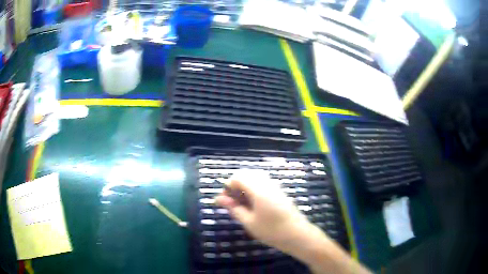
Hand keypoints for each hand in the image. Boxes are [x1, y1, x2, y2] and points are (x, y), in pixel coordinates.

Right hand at [215, 169, 319, 253]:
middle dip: (236, 185)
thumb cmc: (271, 231)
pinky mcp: (280, 191)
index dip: (228, 186)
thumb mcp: (249, 222)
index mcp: (258, 189)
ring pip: (255, 177)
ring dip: (245, 186)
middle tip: (233, 202)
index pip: (238, 176)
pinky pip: (263, 182)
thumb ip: (233, 208)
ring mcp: (275, 186)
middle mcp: (267, 183)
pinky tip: (254, 203)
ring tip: (242, 204)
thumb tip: (218, 199)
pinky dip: (254, 188)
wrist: (297, 235)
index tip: (226, 201)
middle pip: (246, 174)